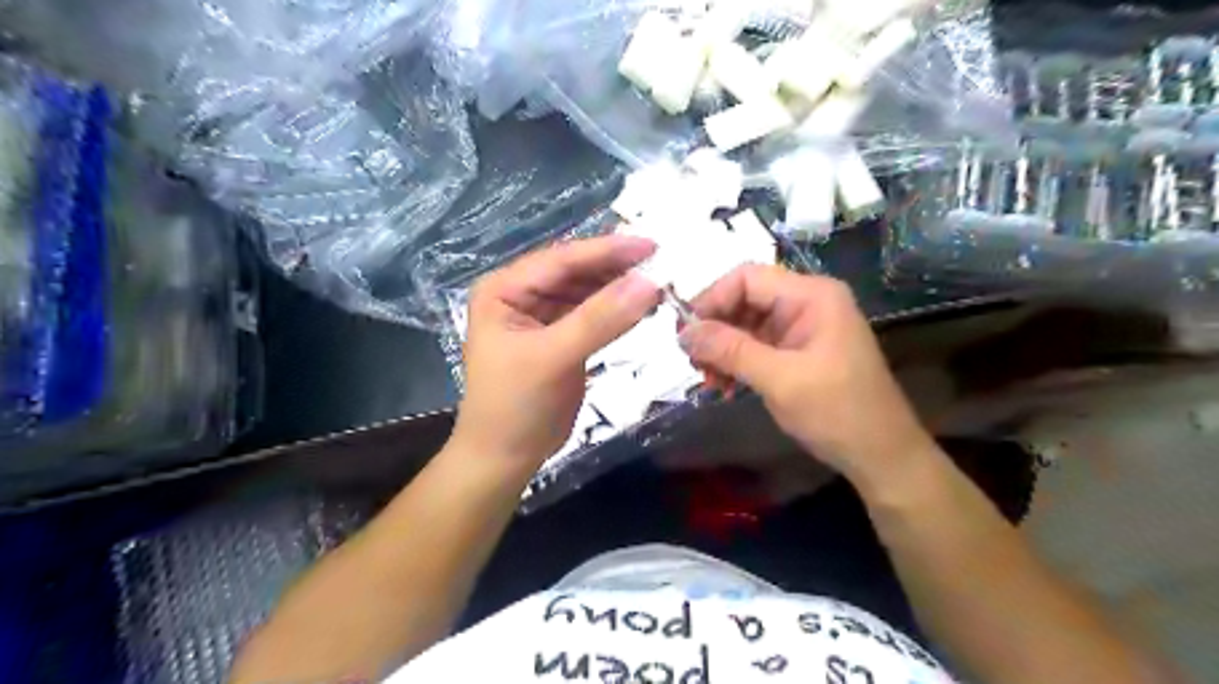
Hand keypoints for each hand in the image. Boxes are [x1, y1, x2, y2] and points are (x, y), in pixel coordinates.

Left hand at [448, 236, 662, 469]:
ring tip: (660, 282)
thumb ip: (600, 319)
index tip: (651, 245)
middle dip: (616, 267)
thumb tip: (649, 282)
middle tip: (663, 262)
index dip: (607, 251)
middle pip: (576, 272)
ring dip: (620, 287)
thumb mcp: (554, 357)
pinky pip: (593, 315)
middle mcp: (522, 294)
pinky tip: (643, 306)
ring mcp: (542, 315)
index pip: (561, 260)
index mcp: (505, 288)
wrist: (505, 457)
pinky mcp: (561, 336)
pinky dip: (617, 311)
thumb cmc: (516, 405)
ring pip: (587, 291)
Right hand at [676, 265, 934, 483]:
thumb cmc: (837, 412)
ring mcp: (802, 327)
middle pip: (744, 300)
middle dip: (715, 329)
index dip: (711, 300)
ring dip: (722, 349)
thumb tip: (683, 333)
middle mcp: (806, 302)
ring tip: (708, 381)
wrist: (881, 455)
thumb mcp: (779, 379)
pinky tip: (724, 386)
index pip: (747, 278)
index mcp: (811, 296)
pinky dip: (736, 362)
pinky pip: (756, 345)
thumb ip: (730, 350)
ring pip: (746, 324)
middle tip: (693, 363)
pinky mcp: (798, 351)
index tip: (684, 333)